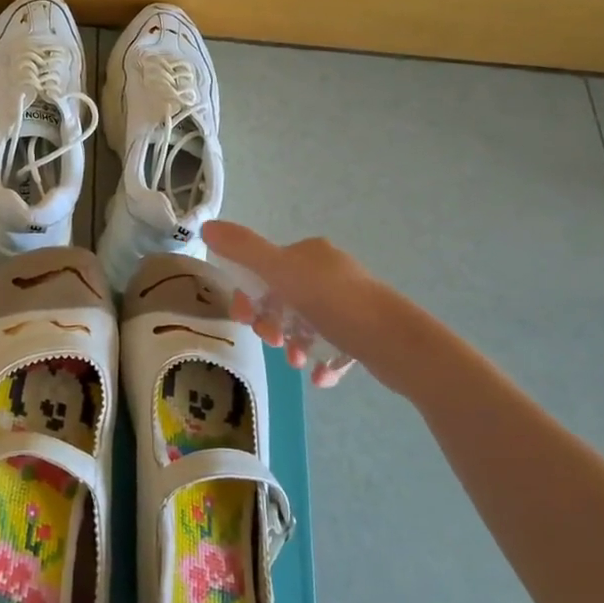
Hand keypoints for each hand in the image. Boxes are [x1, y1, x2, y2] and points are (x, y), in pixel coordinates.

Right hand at [203, 221, 385, 387]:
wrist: (397, 342)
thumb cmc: (334, 303)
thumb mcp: (280, 272)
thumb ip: (243, 250)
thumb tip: (206, 226)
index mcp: (309, 253)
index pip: (264, 269)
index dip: (249, 295)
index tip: (245, 320)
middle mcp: (329, 272)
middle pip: (283, 298)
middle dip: (271, 323)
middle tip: (274, 343)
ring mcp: (350, 302)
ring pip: (305, 324)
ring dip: (293, 344)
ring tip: (298, 364)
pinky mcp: (365, 332)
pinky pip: (331, 346)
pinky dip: (319, 360)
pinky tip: (318, 376)